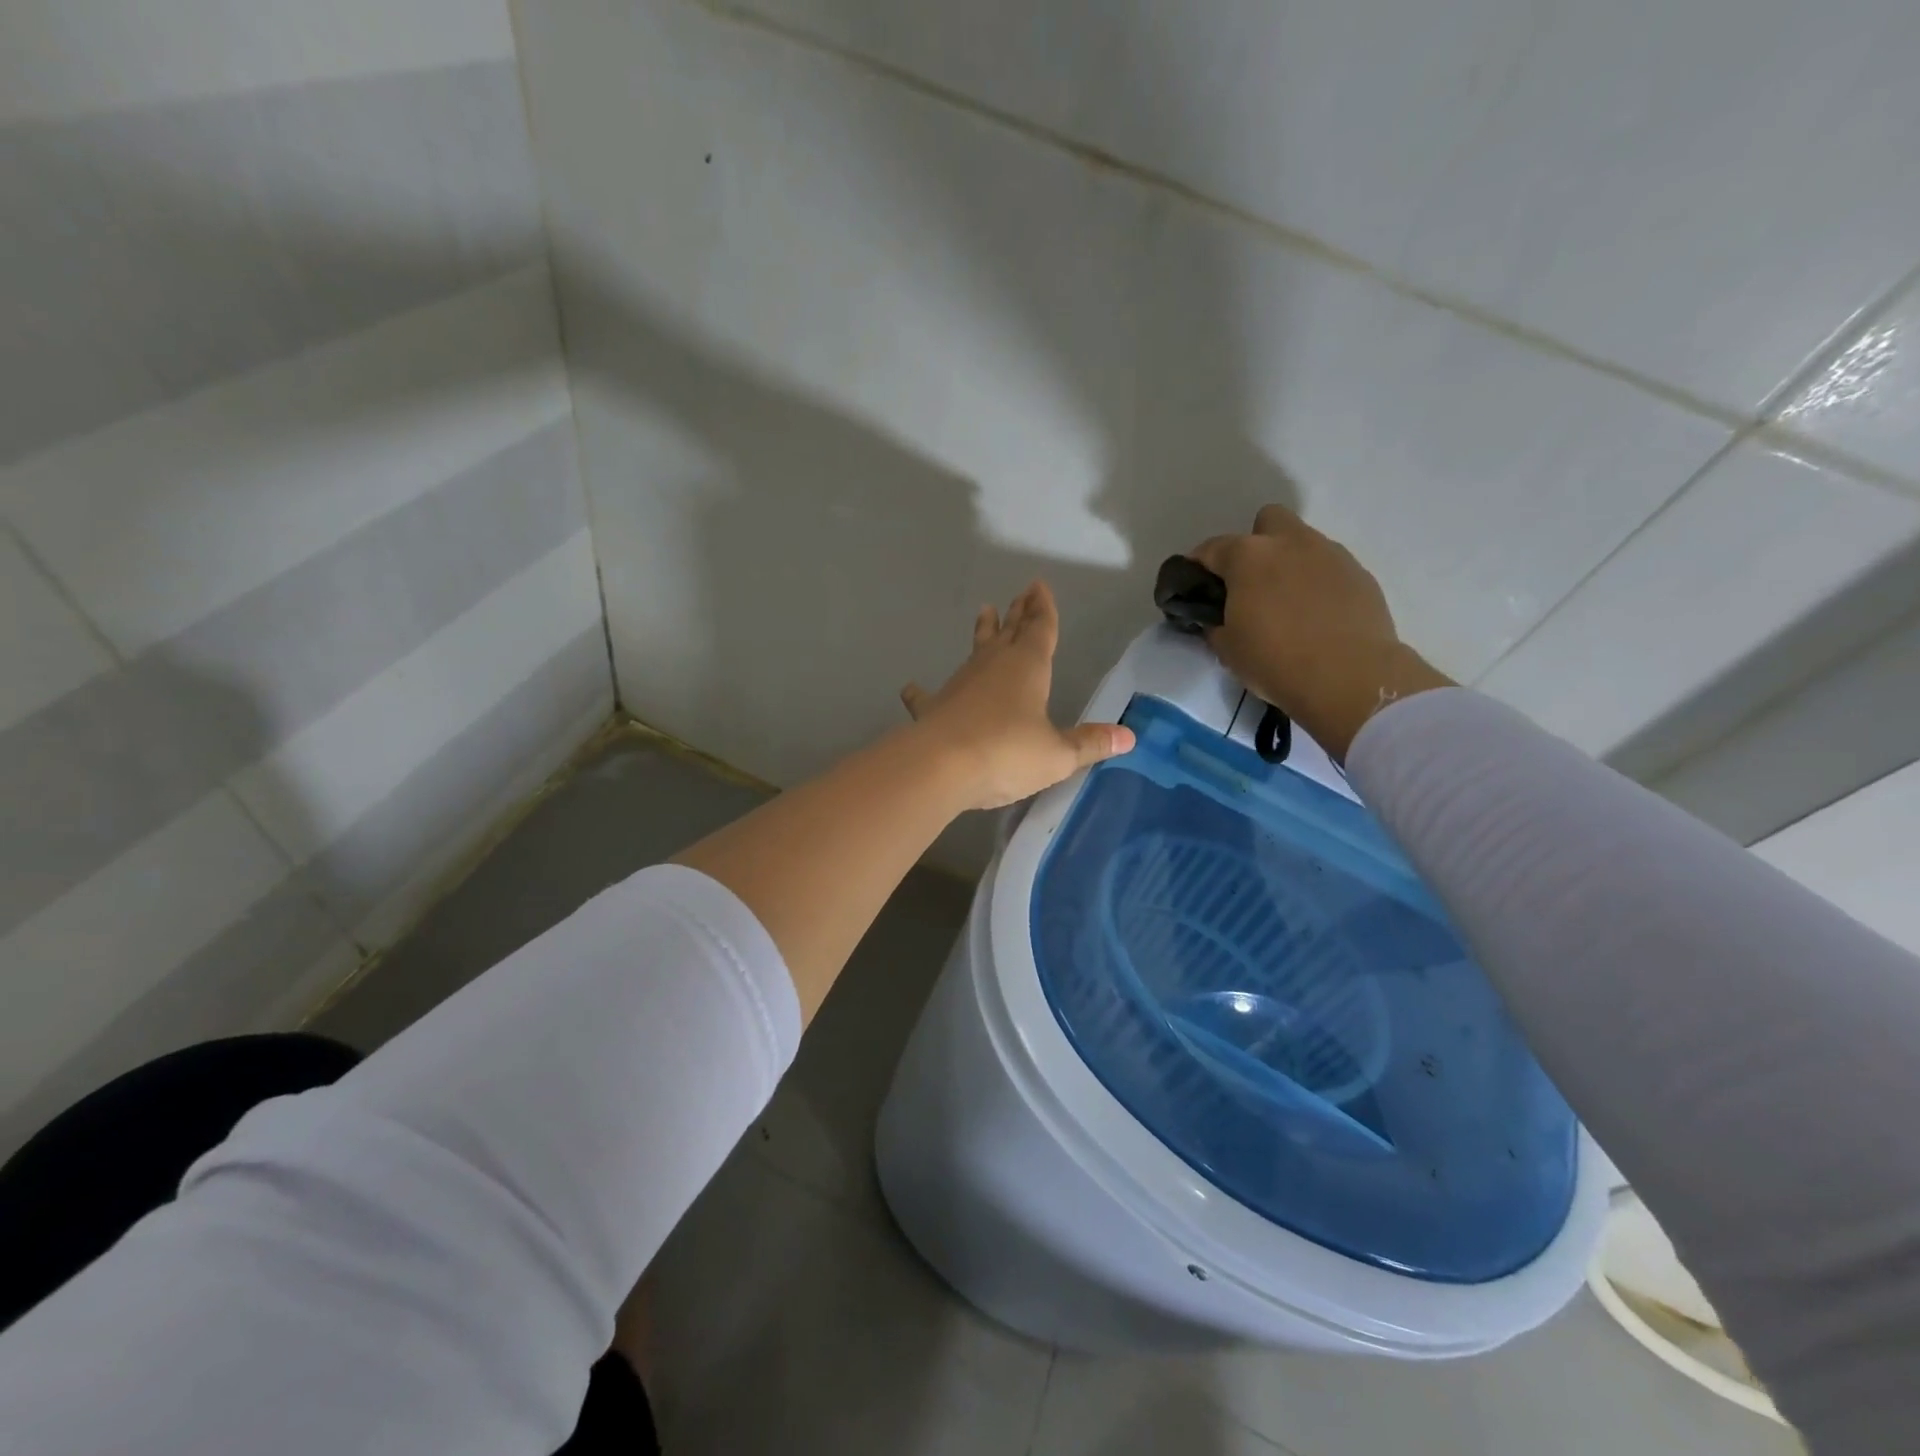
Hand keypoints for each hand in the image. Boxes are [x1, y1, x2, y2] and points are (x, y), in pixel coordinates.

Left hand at [901, 581, 1134, 809]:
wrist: (940, 766)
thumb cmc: (1007, 753)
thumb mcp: (1057, 755)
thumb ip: (1089, 744)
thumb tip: (1129, 737)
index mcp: (1028, 668)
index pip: (1040, 630)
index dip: (1043, 609)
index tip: (1039, 585)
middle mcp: (993, 666)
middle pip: (1009, 633)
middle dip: (1017, 614)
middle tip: (1020, 594)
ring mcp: (960, 683)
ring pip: (975, 652)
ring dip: (982, 634)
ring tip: (984, 613)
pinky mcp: (933, 708)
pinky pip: (927, 696)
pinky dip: (920, 692)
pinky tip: (910, 688)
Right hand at [1191, 505, 1452, 760]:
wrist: (1349, 678)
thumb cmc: (1275, 661)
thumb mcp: (1227, 647)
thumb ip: (1215, 622)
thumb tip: (1216, 617)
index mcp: (1249, 556)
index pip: (1211, 549)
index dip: (1198, 567)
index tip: (1195, 589)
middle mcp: (1290, 542)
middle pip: (1267, 521)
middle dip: (1255, 544)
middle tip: (1250, 583)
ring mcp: (1330, 554)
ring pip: (1302, 543)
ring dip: (1289, 564)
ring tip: (1287, 604)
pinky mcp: (1360, 574)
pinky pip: (1329, 568)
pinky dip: (1318, 583)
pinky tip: (1316, 615)